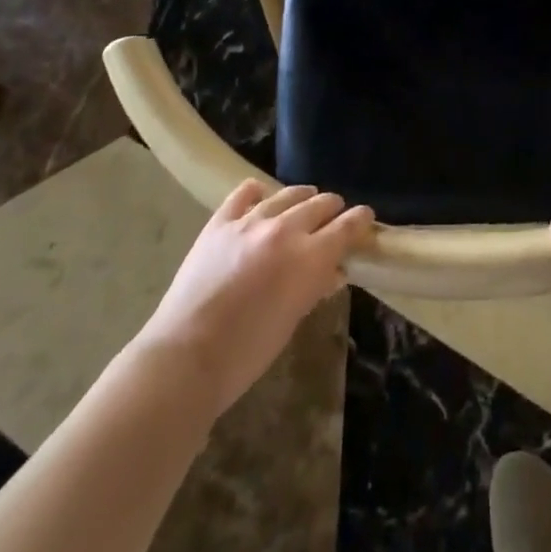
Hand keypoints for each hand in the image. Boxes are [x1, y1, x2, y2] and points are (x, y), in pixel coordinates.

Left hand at [134, 180, 373, 418]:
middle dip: (332, 209)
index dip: (360, 220)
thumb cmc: (245, 354)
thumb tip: (334, 271)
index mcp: (308, 257)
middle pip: (320, 203)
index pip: (346, 226)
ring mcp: (250, 221)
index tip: (366, 217)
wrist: (184, 358)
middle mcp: (284, 229)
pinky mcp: (220, 221)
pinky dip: (258, 194)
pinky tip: (261, 199)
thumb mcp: (291, 321)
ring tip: (305, 203)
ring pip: (287, 193)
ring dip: (302, 198)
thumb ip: (315, 288)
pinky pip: (245, 193)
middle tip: (335, 218)